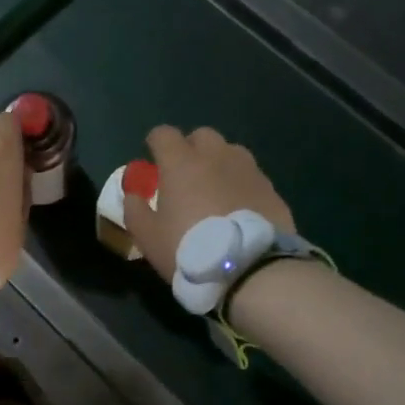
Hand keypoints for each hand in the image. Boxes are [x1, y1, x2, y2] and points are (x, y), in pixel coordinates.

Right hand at [124, 126, 294, 283]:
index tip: (153, 159)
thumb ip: (135, 211)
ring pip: (231, 152)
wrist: (250, 270)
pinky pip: (251, 177)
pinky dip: (242, 185)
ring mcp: (248, 170)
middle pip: (202, 136)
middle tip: (186, 174)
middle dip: (191, 148)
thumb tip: (132, 196)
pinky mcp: (271, 189)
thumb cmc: (189, 249)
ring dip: (220, 163)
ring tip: (216, 190)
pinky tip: (239, 209)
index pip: (164, 134)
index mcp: (181, 163)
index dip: (156, 143)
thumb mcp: (148, 237)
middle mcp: (216, 157)